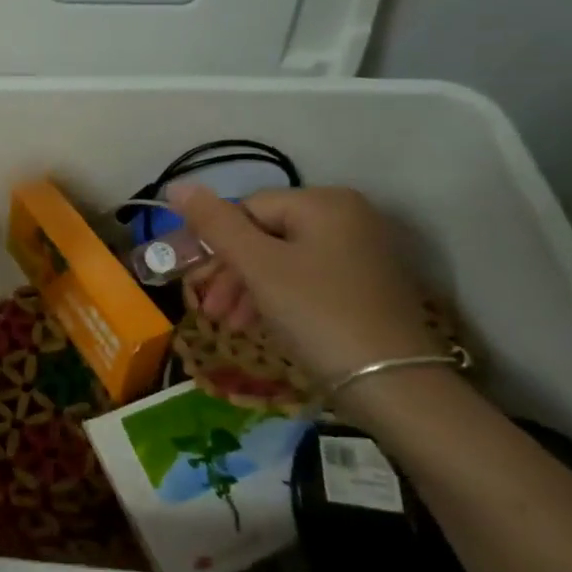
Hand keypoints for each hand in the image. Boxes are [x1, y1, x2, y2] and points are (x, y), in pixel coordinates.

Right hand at [170, 184, 435, 381]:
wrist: (395, 386)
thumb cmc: (318, 313)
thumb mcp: (257, 266)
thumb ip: (214, 223)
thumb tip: (175, 186)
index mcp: (324, 202)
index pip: (247, 208)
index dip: (216, 243)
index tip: (196, 282)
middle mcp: (348, 217)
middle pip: (265, 234)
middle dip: (231, 272)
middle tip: (208, 309)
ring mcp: (361, 253)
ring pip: (283, 260)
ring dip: (248, 289)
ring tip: (229, 324)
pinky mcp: (366, 286)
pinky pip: (306, 279)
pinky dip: (277, 298)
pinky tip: (259, 325)